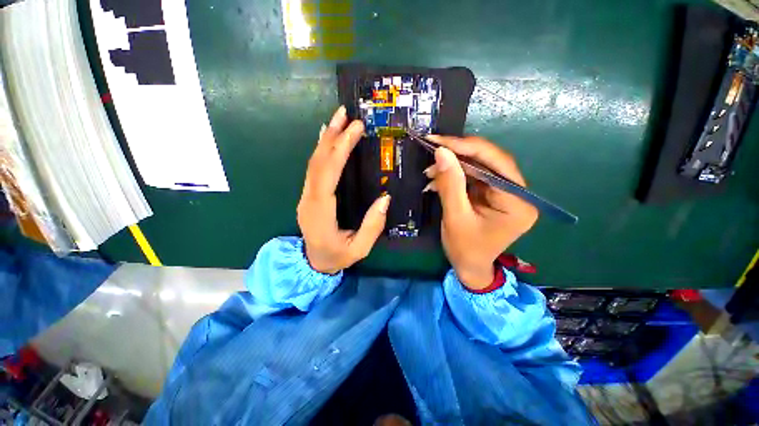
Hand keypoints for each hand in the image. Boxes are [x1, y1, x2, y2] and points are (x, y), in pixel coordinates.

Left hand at [297, 106, 390, 273]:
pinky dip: (321, 150)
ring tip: (337, 119)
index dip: (340, 150)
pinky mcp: (309, 194)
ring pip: (313, 163)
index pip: (328, 174)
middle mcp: (309, 199)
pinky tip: (327, 138)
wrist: (313, 263)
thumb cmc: (337, 257)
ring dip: (325, 139)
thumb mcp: (359, 249)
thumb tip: (385, 198)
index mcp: (321, 212)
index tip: (354, 130)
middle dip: (332, 136)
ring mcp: (306, 196)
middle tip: (345, 114)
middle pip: (318, 163)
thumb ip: (372, 226)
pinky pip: (314, 169)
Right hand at [424, 135, 537, 289]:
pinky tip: (437, 180)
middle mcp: (517, 193)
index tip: (439, 141)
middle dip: (457, 156)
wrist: (469, 267)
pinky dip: (454, 176)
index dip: (467, 148)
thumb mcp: (455, 217)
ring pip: (479, 167)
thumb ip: (450, 184)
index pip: (496, 163)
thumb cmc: (465, 249)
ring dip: (453, 167)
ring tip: (429, 172)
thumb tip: (441, 151)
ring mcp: (505, 193)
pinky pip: (473, 177)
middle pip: (489, 162)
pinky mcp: (492, 194)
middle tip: (432, 151)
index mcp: (518, 202)